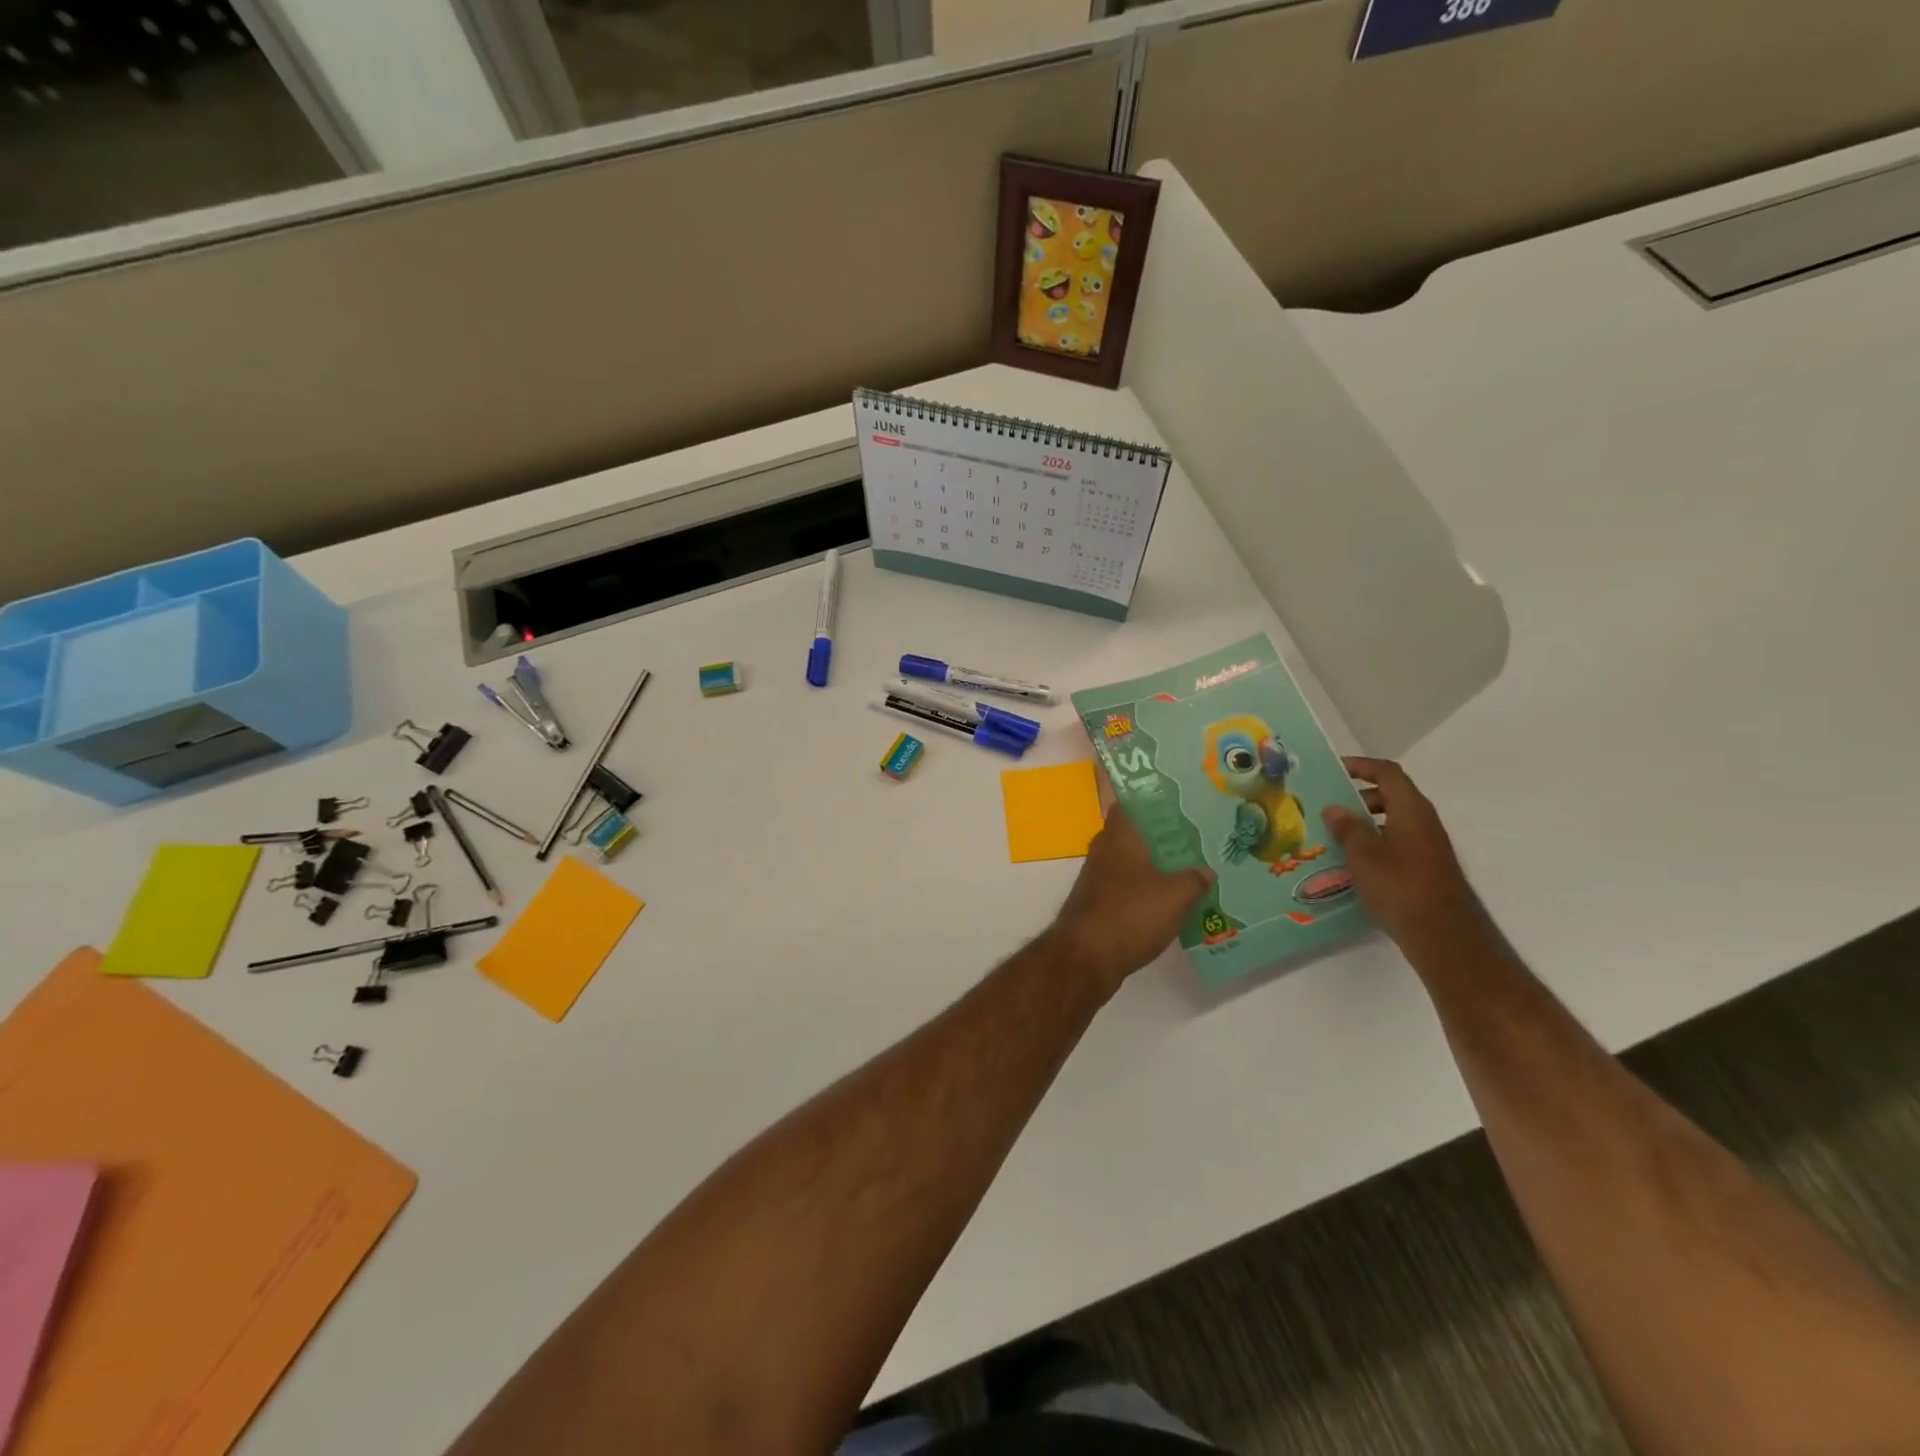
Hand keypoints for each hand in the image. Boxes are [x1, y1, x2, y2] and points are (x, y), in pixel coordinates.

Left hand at [1049, 805, 1214, 996]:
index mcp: (1119, 836)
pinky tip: (1166, 900)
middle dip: (1158, 836)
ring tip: (1186, 868)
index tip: (1176, 803)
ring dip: (1152, 865)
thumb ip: (1194, 880)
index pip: (1129, 804)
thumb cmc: (1131, 915)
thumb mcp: (1175, 897)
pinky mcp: (1096, 902)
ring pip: (1128, 861)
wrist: (1086, 957)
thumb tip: (1206, 870)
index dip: (1150, 801)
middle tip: (1192, 838)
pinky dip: (1143, 888)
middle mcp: (1103, 850)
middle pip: (1132, 834)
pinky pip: (1124, 886)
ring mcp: (1096, 877)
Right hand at [1322, 757, 1480, 953]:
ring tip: (1335, 837)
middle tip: (1330, 808)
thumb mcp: (1363, 854)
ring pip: (1394, 822)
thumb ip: (1347, 828)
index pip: (1387, 773)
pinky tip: (1353, 864)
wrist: (1442, 935)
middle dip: (1360, 797)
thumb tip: (1334, 808)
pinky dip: (1375, 844)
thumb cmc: (1399, 886)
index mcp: (1411, 810)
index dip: (1361, 766)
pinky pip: (1397, 843)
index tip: (1335, 770)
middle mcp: (1424, 822)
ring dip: (1366, 823)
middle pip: (1392, 796)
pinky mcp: (1426, 868)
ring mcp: (1428, 846)